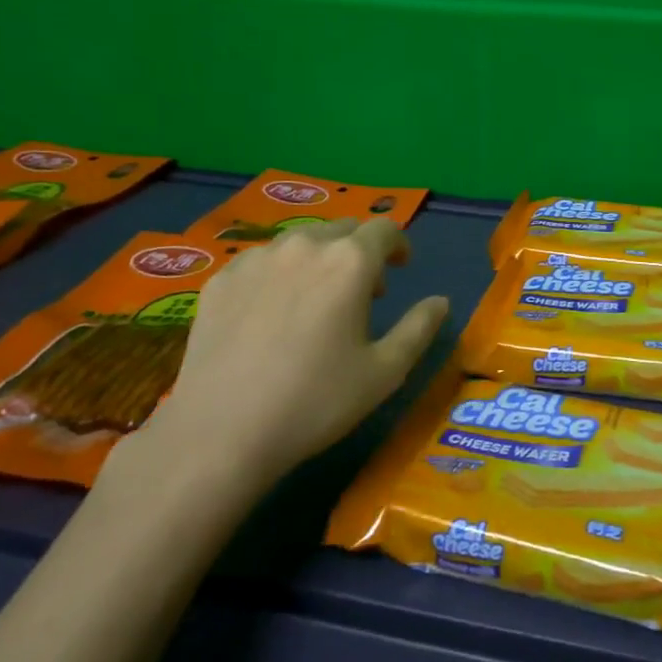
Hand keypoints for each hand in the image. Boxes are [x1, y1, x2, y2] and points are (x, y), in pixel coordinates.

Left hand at [123, 219, 447, 503]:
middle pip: (342, 230)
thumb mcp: (385, 372)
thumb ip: (419, 328)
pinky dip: (279, 274)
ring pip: (300, 242)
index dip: (398, 244)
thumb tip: (441, 302)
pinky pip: (262, 262)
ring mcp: (257, 259)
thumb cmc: (316, 401)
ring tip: (316, 300)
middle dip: (360, 251)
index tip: (400, 267)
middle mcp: (304, 245)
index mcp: (350, 262)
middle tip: (363, 290)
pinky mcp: (221, 280)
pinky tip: (271, 313)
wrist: (221, 432)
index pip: (384, 229)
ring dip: (319, 259)